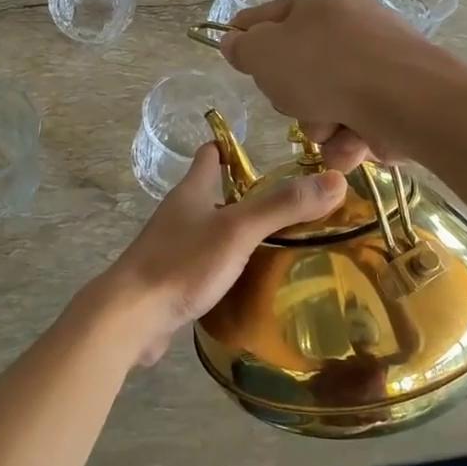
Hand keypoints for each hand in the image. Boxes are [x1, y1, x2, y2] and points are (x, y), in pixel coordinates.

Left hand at [94, 143, 347, 365]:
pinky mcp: (170, 282)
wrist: (130, 317)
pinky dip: (224, 266)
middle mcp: (179, 215)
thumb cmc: (182, 263)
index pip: (210, 156)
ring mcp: (171, 249)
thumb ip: (282, 206)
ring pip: (208, 231)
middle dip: (243, 195)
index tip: (261, 149)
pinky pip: (203, 265)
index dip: (231, 148)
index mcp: (190, 193)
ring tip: (276, 241)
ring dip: (235, 233)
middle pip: (211, 194)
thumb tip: (336, 179)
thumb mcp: (237, 230)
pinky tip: (247, 281)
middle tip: (286, 202)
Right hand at [219, 0, 440, 169]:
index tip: (241, 63)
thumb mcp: (263, 52)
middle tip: (296, 100)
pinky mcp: (395, 97)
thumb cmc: (324, 65)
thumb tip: (235, 43)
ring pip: (324, 100)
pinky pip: (353, 120)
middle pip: (298, 65)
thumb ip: (241, 47)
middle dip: (292, 95)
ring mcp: (377, 60)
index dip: (250, 42)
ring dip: (318, 123)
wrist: (405, 101)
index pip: (269, 16)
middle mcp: (353, 19)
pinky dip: (347, 138)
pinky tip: (351, 141)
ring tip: (330, 125)